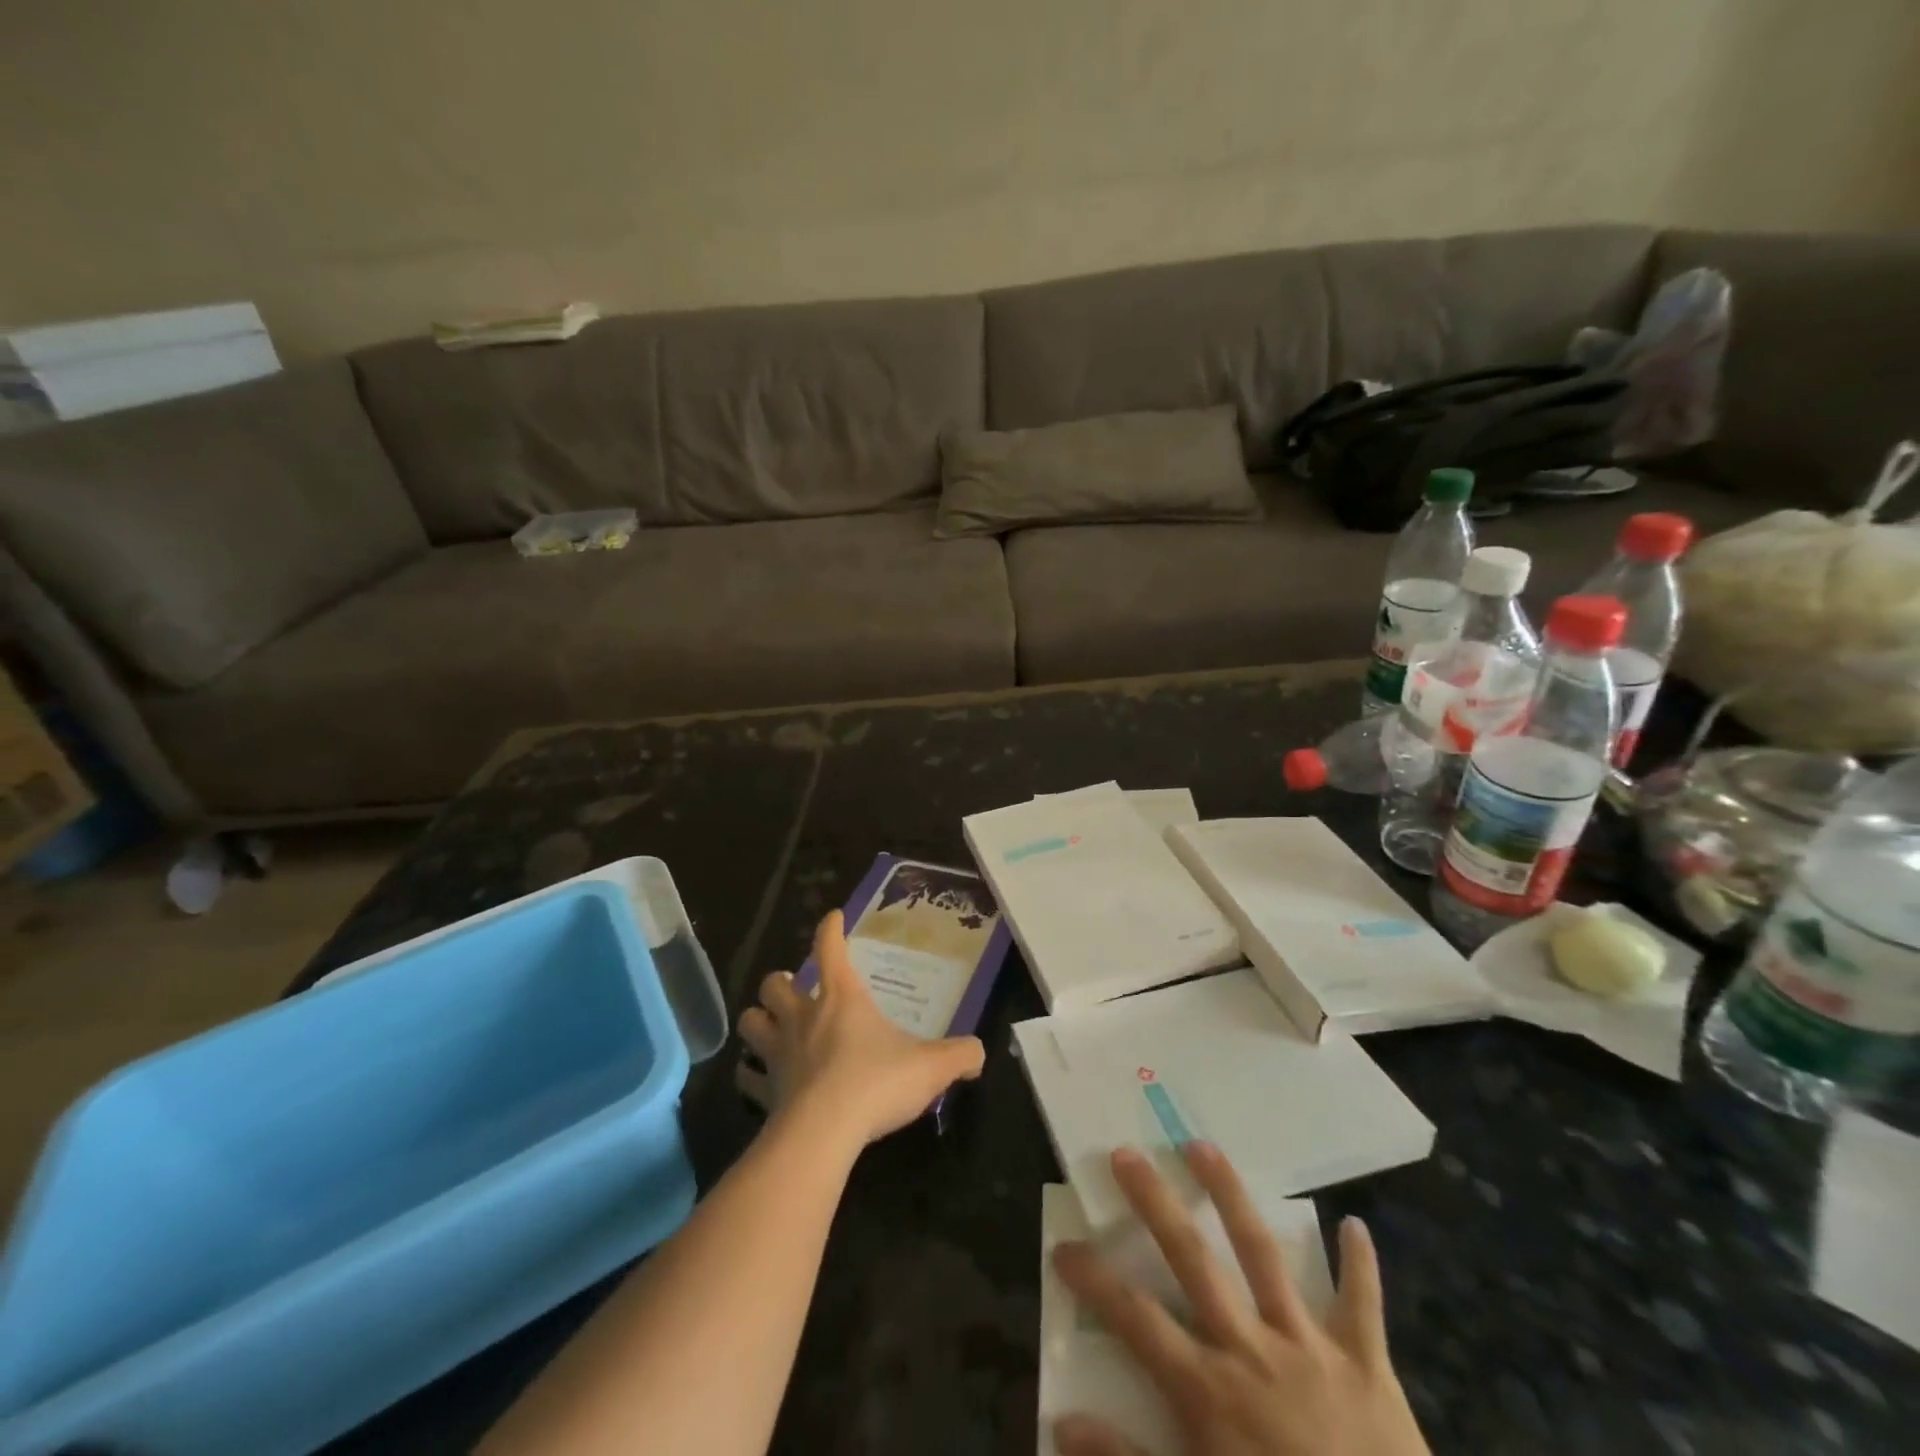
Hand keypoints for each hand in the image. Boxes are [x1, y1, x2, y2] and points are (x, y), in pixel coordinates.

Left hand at [738, 910, 985, 1149]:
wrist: (823, 1134)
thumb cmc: (876, 1083)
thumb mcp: (932, 1067)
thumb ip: (960, 1055)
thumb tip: (979, 1052)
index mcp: (841, 998)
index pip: (830, 948)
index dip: (830, 929)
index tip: (833, 918)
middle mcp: (803, 1017)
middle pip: (774, 984)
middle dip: (781, 982)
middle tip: (796, 990)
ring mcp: (778, 1054)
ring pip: (750, 1022)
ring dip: (758, 1020)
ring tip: (771, 1026)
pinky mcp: (765, 1091)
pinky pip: (747, 1077)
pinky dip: (751, 1075)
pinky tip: (760, 1080)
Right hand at [1052, 1144, 1429, 1455]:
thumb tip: (1062, 1422)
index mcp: (1209, 1391)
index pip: (1135, 1319)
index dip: (1095, 1281)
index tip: (1063, 1246)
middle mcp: (1251, 1351)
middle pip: (1192, 1259)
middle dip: (1155, 1204)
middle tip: (1126, 1153)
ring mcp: (1310, 1349)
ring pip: (1262, 1255)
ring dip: (1232, 1197)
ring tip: (1204, 1146)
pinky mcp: (1366, 1366)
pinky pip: (1362, 1307)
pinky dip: (1360, 1268)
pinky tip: (1355, 1225)